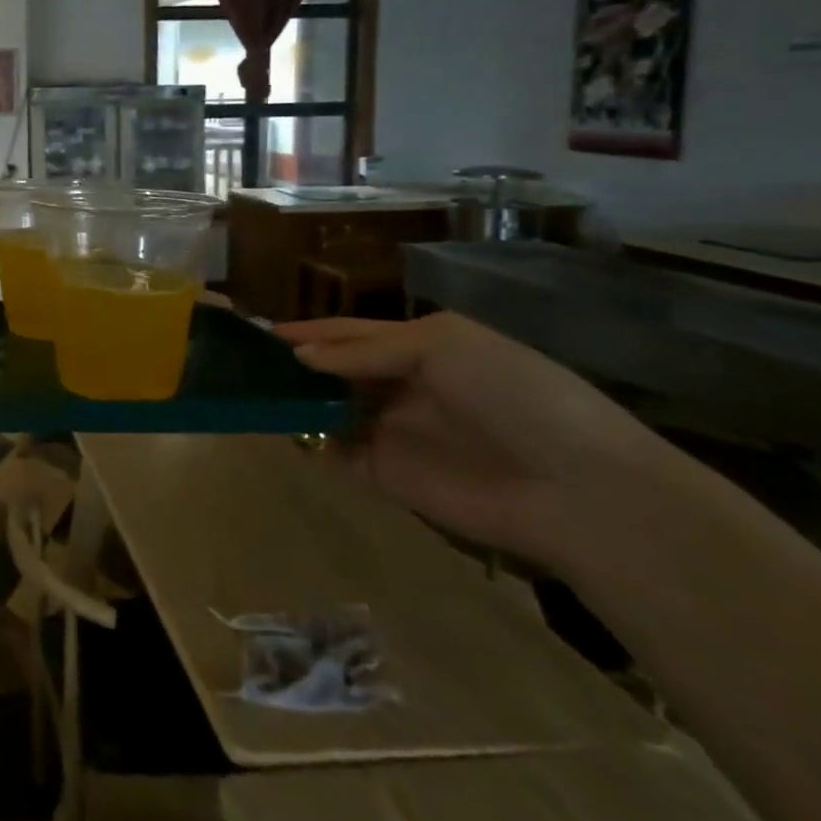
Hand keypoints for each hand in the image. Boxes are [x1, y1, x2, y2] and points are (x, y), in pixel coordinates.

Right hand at [277, 313, 666, 569]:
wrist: (578, 490)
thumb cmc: (514, 395)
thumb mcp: (444, 345)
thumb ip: (366, 349)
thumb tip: (302, 357)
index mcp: (420, 348)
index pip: (350, 334)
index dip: (308, 330)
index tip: (258, 330)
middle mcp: (402, 387)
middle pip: (333, 371)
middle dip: (293, 365)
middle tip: (241, 362)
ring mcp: (392, 432)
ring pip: (327, 411)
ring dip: (294, 402)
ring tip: (248, 393)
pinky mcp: (386, 476)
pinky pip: (335, 455)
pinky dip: (306, 444)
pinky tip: (277, 430)